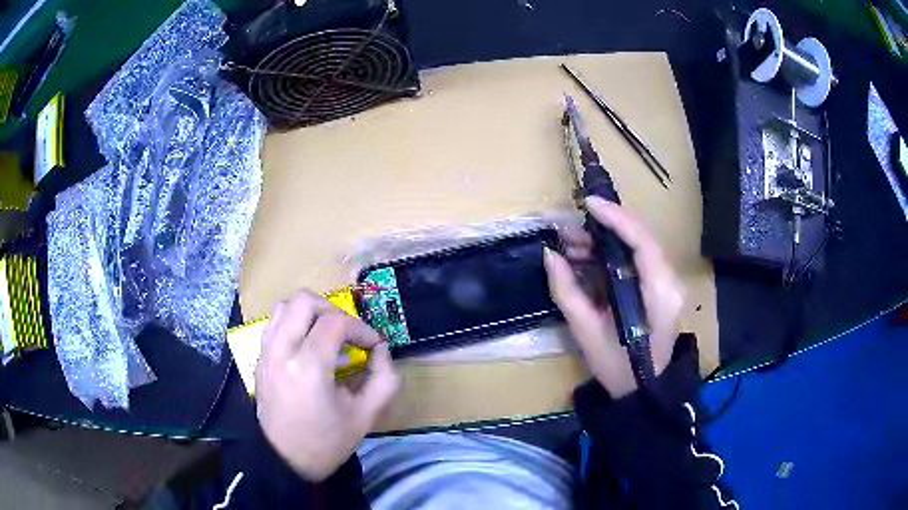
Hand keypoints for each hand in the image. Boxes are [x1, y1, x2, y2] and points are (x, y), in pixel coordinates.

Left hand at [255, 291, 399, 480]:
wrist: (285, 461)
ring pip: (284, 306)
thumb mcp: (366, 415)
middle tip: (347, 333)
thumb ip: (384, 378)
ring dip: (309, 313)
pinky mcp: (259, 359)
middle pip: (304, 301)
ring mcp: (265, 353)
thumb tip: (381, 350)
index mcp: (308, 367)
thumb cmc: (326, 442)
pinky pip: (273, 323)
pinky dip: (292, 323)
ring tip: (326, 335)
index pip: (335, 322)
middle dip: (333, 310)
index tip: (373, 345)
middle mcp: (281, 351)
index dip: (360, 328)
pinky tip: (306, 345)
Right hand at [544, 197, 684, 398]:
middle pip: (642, 236)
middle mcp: (670, 281)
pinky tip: (587, 257)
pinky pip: (637, 257)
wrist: (643, 389)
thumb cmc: (618, 367)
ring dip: (606, 238)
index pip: (642, 242)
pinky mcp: (660, 285)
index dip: (616, 218)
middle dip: (605, 225)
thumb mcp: (587, 332)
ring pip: (639, 244)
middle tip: (568, 229)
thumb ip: (567, 292)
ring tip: (571, 244)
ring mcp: (668, 282)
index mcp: (659, 294)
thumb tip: (550, 255)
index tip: (588, 204)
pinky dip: (612, 251)